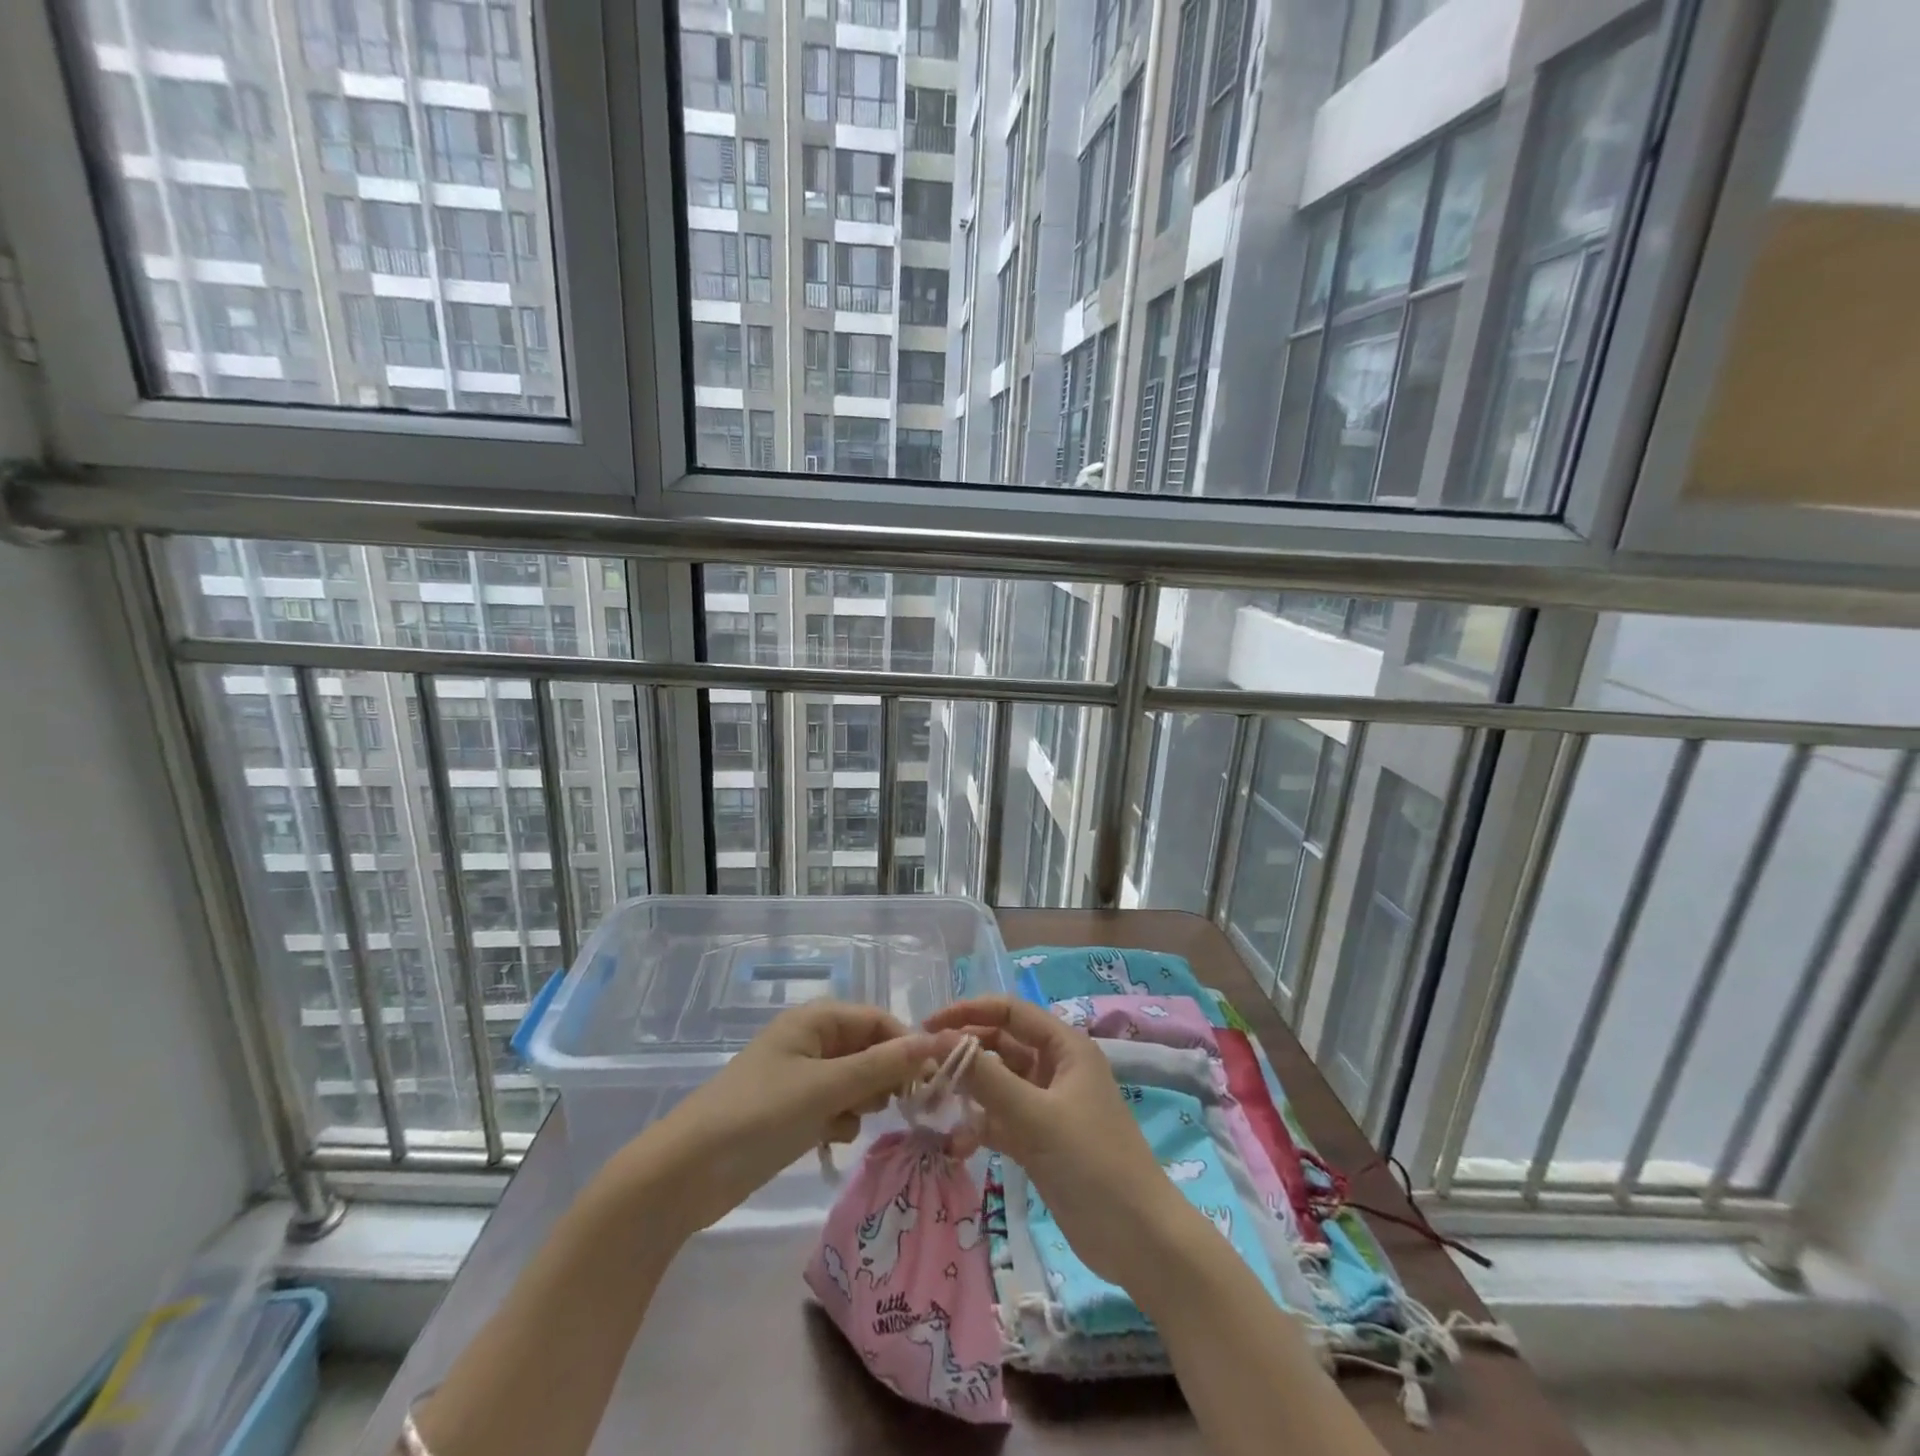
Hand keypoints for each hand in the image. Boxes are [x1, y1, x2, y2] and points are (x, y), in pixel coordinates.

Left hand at [640, 1000, 939, 1233]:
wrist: (686, 1174)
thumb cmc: (759, 1116)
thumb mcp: (826, 1088)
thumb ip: (883, 1065)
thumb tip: (936, 1042)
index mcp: (816, 1020)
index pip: (878, 1020)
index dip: (907, 1045)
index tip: (932, 1080)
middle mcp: (811, 1040)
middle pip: (868, 1048)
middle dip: (885, 1076)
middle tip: (895, 1107)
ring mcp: (800, 1077)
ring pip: (855, 1080)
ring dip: (863, 1100)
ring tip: (853, 1123)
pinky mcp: (793, 1110)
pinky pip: (835, 1105)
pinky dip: (841, 1120)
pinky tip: (833, 1139)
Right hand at [926, 996, 1194, 1287]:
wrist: (1138, 1239)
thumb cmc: (1092, 1162)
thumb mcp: (1035, 1116)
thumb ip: (985, 1077)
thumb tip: (937, 1041)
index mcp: (1064, 1046)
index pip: (1009, 1011)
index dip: (968, 1013)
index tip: (927, 1026)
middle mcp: (1055, 1067)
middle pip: (1000, 1044)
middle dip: (964, 1053)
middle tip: (922, 1069)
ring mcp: (1047, 1104)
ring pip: (998, 1083)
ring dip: (968, 1091)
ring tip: (931, 1103)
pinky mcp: (1040, 1139)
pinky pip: (1001, 1119)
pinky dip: (980, 1126)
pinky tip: (957, 1145)